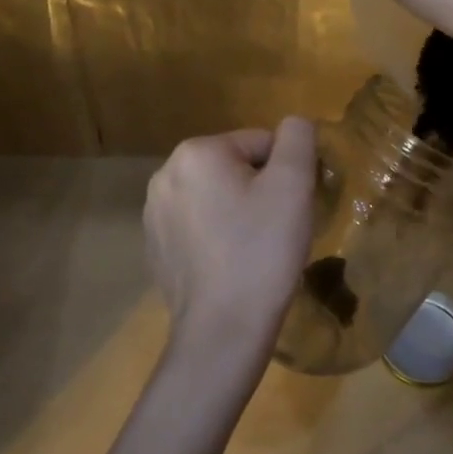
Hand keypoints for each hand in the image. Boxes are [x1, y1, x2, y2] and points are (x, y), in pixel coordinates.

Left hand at [144, 119, 317, 376]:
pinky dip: (218, 236)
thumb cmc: (262, 251)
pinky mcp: (155, 247)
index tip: (292, 208)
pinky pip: (198, 225)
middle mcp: (165, 174)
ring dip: (239, 212)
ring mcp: (154, 213)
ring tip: (255, 249)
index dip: (286, 173)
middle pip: (235, 167)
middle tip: (277, 229)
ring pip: (216, 196)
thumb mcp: (293, 184)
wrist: (222, 330)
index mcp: (196, 152)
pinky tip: (231, 264)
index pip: (261, 143)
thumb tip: (294, 124)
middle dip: (260, 190)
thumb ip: (298, 138)